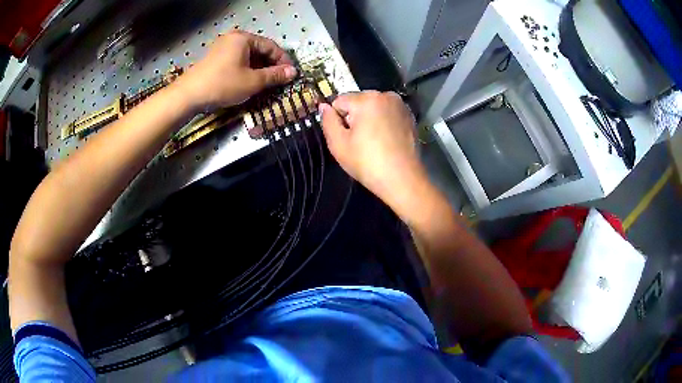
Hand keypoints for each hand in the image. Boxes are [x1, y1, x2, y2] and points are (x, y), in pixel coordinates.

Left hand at [177, 31, 296, 110]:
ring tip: (266, 83)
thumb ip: (274, 75)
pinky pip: (237, 60)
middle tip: (279, 80)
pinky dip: (246, 70)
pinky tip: (249, 82)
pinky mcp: (215, 58)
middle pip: (259, 50)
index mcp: (243, 38)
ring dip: (259, 69)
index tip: (290, 74)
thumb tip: (293, 72)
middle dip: (270, 65)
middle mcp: (233, 38)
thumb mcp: (252, 81)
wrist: (189, 95)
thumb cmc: (223, 84)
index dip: (282, 60)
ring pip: (248, 56)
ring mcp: (222, 47)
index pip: (270, 46)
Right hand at [320, 91, 426, 206]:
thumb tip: (324, 106)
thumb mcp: (338, 144)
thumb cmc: (368, 163)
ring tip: (373, 143)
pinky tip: (386, 141)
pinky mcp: (410, 116)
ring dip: (369, 119)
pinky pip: (387, 114)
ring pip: (373, 107)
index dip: (337, 120)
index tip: (346, 138)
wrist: (403, 179)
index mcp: (367, 99)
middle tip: (359, 142)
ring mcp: (400, 105)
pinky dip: (383, 123)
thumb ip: (327, 121)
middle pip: (358, 102)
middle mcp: (385, 95)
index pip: (339, 101)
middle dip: (354, 117)